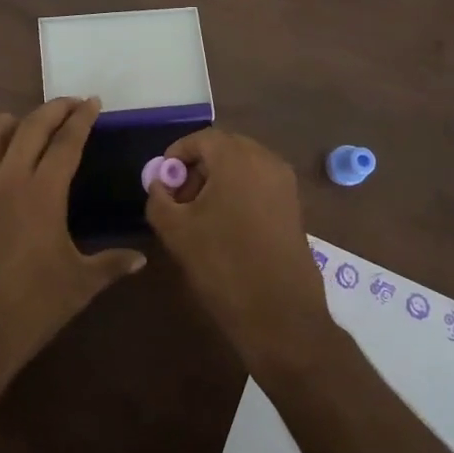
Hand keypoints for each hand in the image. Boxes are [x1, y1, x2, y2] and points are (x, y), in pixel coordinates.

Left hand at [0, 98, 145, 382]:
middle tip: (70, 105)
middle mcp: (7, 181)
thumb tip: (141, 258)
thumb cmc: (31, 308)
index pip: (66, 142)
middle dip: (53, 109)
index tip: (92, 103)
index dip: (81, 118)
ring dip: (5, 122)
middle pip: (30, 127)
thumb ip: (111, 264)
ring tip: (20, 124)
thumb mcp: (80, 285)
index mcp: (43, 193)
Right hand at [144, 129, 334, 377]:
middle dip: (198, 166)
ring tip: (200, 214)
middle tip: (179, 196)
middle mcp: (266, 161)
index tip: (162, 180)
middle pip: (225, 149)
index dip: (177, 155)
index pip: (201, 138)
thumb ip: (159, 198)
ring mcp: (285, 184)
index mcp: (237, 159)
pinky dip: (239, 192)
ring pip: (244, 166)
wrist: (280, 314)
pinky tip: (226, 226)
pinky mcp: (294, 206)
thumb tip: (159, 184)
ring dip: (219, 180)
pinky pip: (260, 184)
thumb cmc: (223, 264)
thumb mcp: (176, 231)